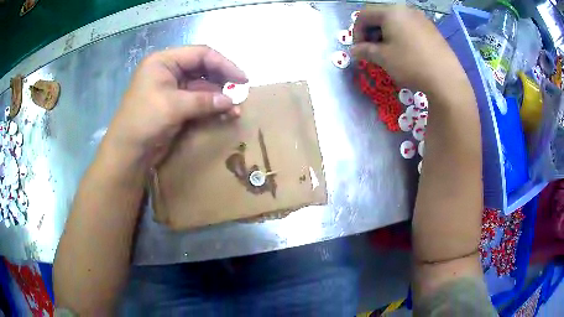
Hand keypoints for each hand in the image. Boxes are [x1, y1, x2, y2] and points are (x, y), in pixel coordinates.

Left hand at [102, 45, 247, 166]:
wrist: (128, 151)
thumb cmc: (144, 120)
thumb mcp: (173, 106)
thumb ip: (204, 100)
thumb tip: (231, 101)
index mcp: (164, 62)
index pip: (200, 54)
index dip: (223, 64)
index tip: (242, 78)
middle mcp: (169, 71)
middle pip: (203, 69)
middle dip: (222, 81)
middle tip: (240, 93)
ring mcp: (172, 89)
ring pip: (202, 87)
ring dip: (219, 97)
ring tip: (235, 109)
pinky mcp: (175, 106)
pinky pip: (198, 102)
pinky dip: (211, 107)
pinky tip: (225, 114)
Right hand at [352, 6, 465, 92]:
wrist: (446, 79)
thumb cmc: (411, 64)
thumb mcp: (383, 58)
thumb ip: (365, 51)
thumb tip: (353, 51)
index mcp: (390, 12)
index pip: (363, 15)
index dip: (356, 32)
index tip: (359, 49)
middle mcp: (406, 10)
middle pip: (380, 17)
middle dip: (372, 34)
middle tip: (373, 52)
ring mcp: (421, 19)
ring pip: (395, 23)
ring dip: (386, 36)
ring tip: (390, 54)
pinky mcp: (432, 30)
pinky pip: (410, 28)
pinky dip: (402, 37)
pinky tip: (406, 53)